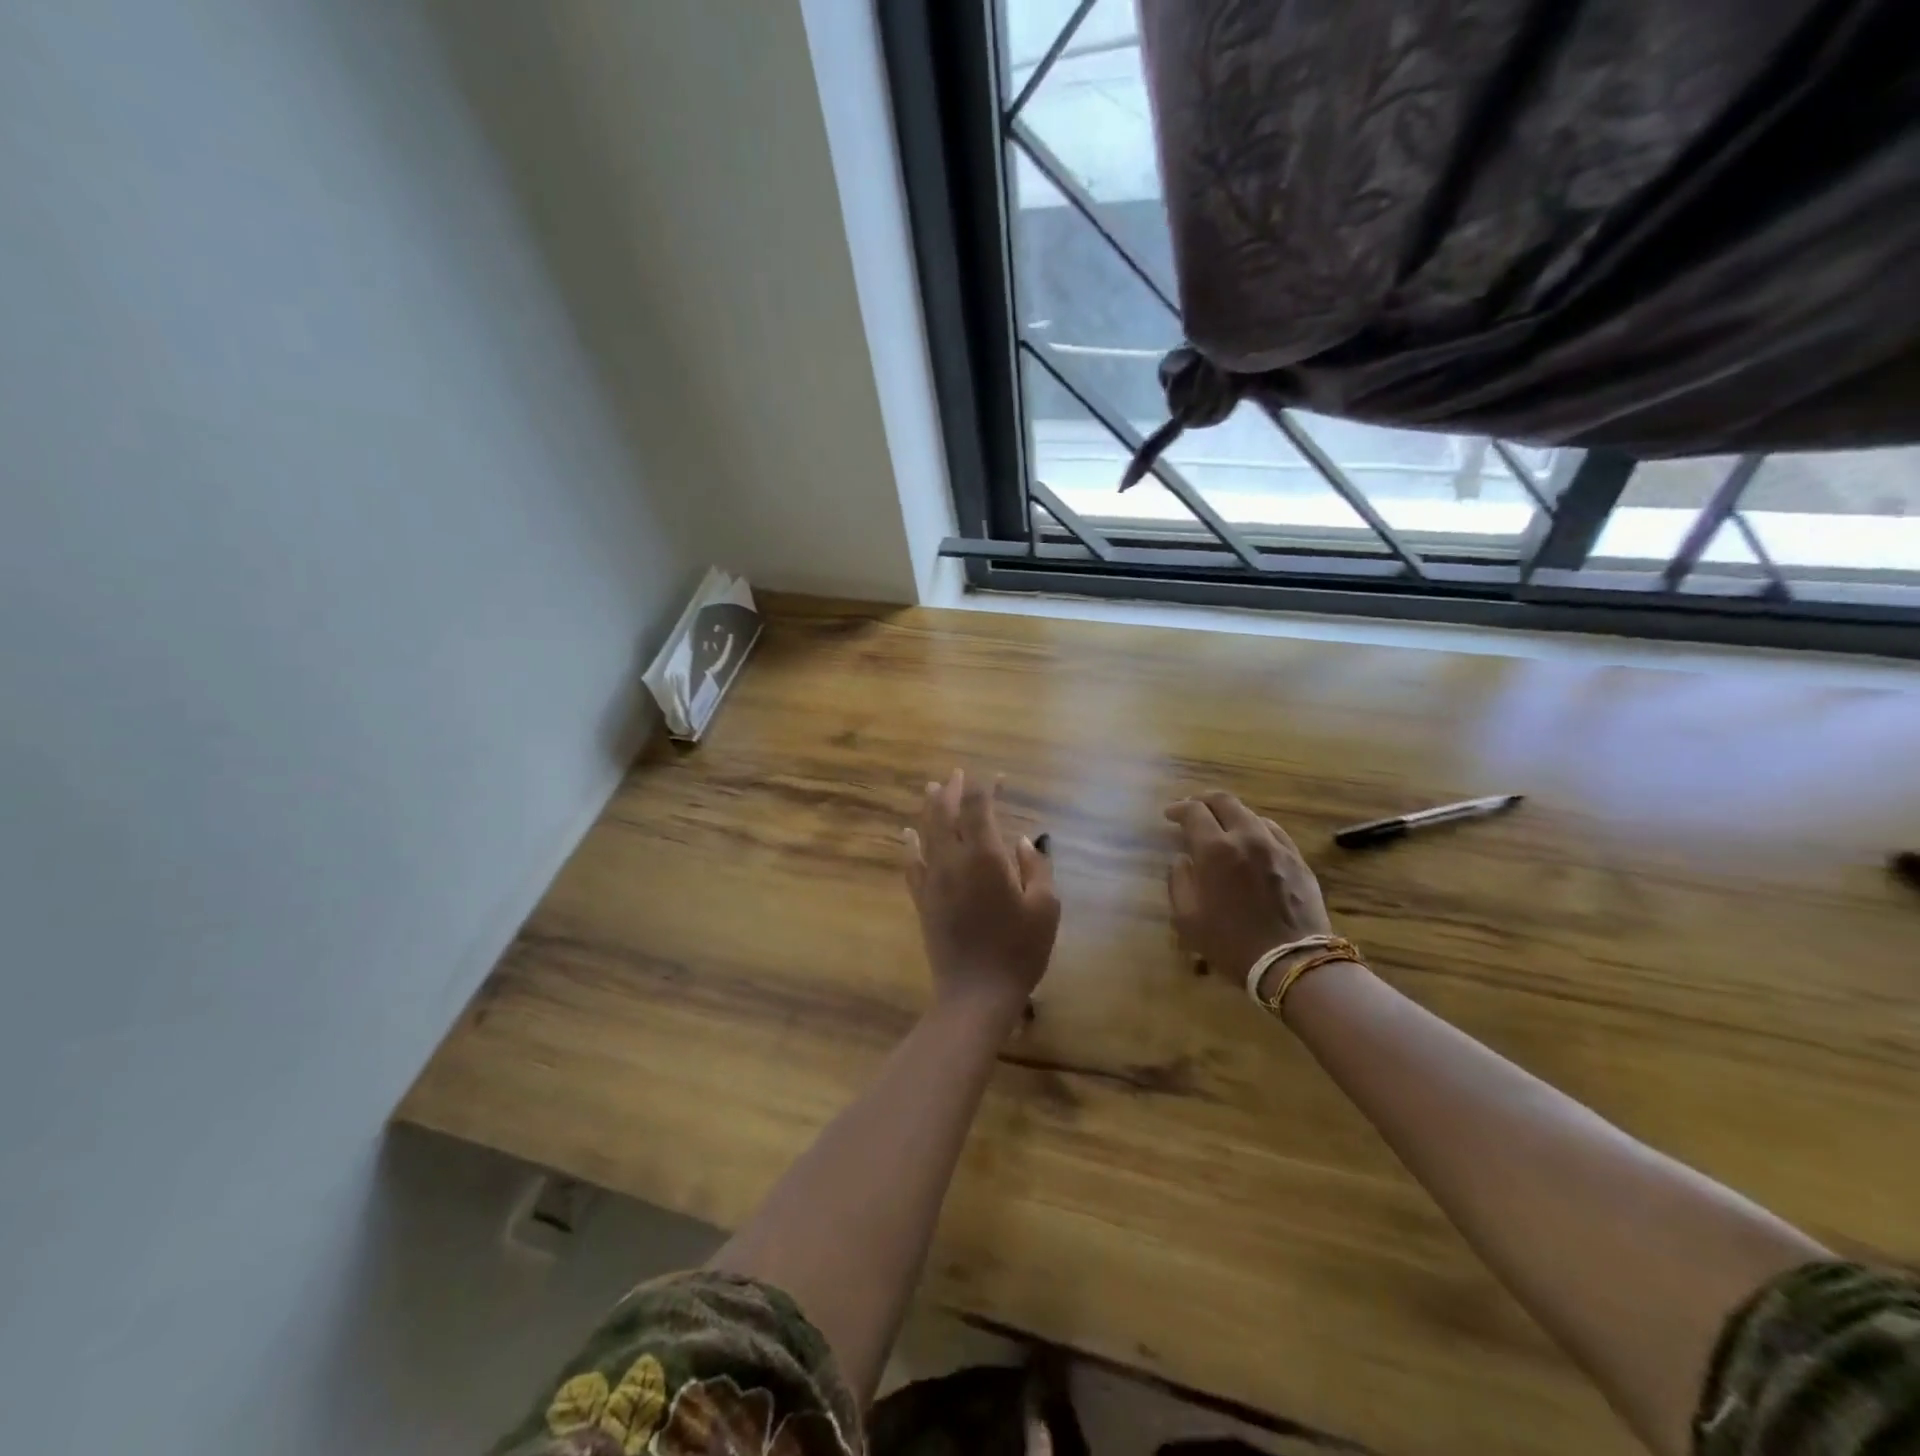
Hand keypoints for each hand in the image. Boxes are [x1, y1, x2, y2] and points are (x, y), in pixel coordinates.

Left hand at [905, 769, 1059, 1018]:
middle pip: (945, 812)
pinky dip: (910, 843)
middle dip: (952, 789)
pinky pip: (911, 863)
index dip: (985, 786)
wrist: (976, 993)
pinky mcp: (922, 900)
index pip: (978, 806)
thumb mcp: (1045, 908)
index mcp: (984, 857)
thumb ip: (1036, 869)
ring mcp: (933, 880)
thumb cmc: (1018, 951)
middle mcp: (953, 860)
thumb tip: (1023, 843)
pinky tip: (907, 834)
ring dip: (930, 807)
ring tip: (932, 788)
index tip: (997, 778)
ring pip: (926, 832)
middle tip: (958, 774)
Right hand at [1165, 791, 1333, 983]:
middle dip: (1204, 800)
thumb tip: (1182, 860)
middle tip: (1193, 810)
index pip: (1194, 811)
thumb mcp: (1187, 919)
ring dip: (1230, 815)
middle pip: (1224, 801)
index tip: (1169, 815)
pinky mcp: (1297, 860)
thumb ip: (1178, 881)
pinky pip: (1273, 832)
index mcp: (1215, 850)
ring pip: (1250, 814)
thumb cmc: (1231, 943)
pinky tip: (1251, 841)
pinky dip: (1254, 829)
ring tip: (1221, 828)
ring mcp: (1276, 846)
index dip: (1178, 808)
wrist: (1292, 962)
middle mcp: (1246, 837)